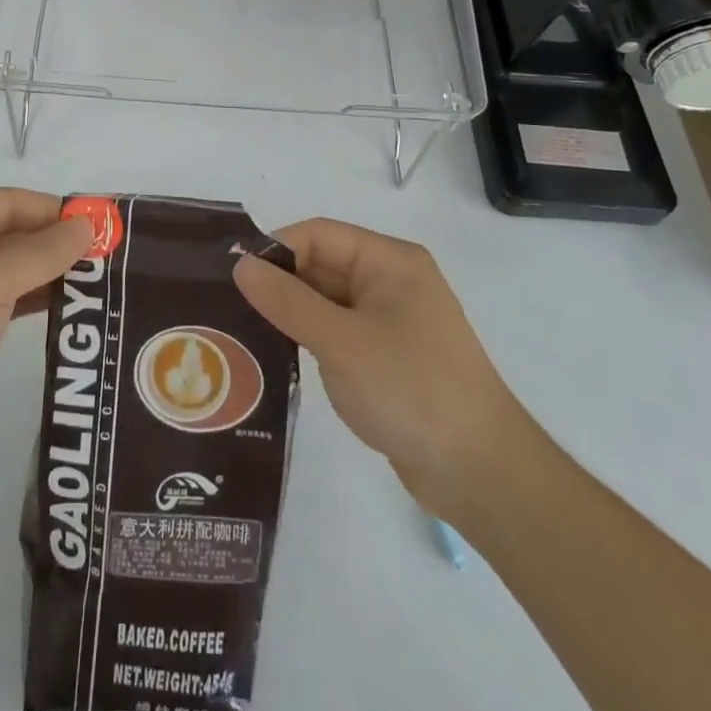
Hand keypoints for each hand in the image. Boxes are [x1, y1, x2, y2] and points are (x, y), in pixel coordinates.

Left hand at [0, 189, 93, 451]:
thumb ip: (44, 252)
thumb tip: (89, 225)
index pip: (8, 202)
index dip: (52, 210)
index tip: (97, 223)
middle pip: (10, 232)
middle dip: (53, 242)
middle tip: (104, 252)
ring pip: (9, 265)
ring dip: (47, 270)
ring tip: (96, 277)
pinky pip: (4, 295)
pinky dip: (32, 295)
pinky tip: (67, 302)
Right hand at [233, 218, 525, 514]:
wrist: (482, 475)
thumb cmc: (412, 391)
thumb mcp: (342, 342)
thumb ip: (288, 301)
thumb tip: (240, 265)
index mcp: (390, 262)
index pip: (319, 235)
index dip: (276, 249)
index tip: (235, 277)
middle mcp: (390, 282)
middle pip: (321, 265)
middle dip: (278, 283)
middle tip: (229, 306)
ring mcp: (389, 322)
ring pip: (324, 301)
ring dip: (289, 313)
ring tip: (242, 331)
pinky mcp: (385, 358)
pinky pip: (335, 333)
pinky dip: (307, 338)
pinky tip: (275, 356)